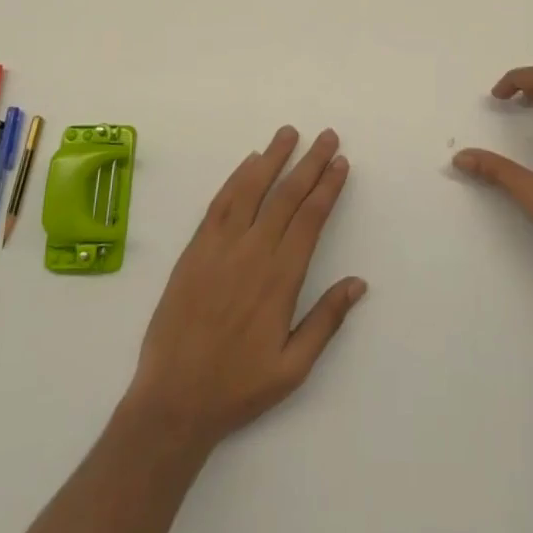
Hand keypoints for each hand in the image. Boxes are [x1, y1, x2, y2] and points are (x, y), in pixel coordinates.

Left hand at [125, 127, 366, 452]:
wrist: (173, 400)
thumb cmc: (238, 387)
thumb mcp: (293, 368)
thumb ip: (326, 321)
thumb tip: (358, 282)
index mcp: (280, 279)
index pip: (310, 219)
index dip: (327, 187)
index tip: (341, 162)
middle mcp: (252, 253)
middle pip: (286, 196)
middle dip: (310, 163)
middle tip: (327, 136)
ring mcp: (220, 247)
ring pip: (251, 189)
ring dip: (273, 158)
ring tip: (290, 133)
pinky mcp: (195, 249)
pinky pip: (219, 203)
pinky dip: (236, 178)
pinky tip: (249, 162)